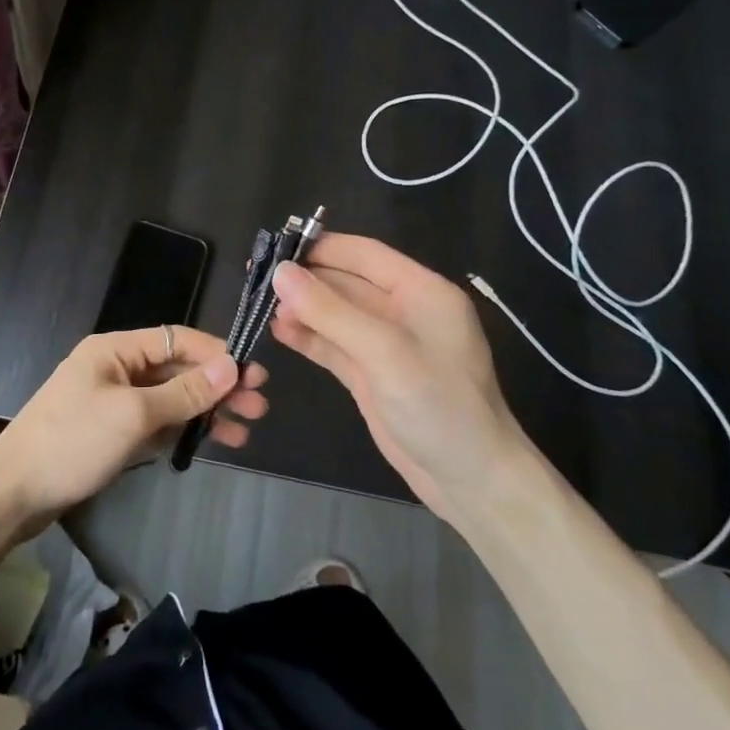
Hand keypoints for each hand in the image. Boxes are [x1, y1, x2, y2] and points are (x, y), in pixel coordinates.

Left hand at [0, 326, 268, 563]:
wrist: (12, 493)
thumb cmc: (73, 442)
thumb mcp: (133, 415)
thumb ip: (184, 392)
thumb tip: (231, 366)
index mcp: (115, 349)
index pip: (177, 339)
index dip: (217, 354)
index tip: (253, 374)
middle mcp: (117, 367)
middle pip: (177, 369)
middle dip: (218, 385)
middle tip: (259, 405)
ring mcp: (114, 401)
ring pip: (171, 397)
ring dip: (207, 410)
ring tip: (247, 428)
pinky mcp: (112, 431)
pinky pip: (157, 421)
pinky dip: (184, 429)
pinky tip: (214, 441)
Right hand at [269, 233, 526, 521]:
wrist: (472, 482)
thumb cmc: (439, 407)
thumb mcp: (385, 353)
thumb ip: (331, 311)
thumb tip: (280, 272)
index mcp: (421, 291)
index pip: (365, 254)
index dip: (322, 247)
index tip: (276, 247)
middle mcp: (403, 311)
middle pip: (345, 282)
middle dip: (305, 279)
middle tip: (257, 278)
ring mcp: (385, 344)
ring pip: (335, 313)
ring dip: (302, 308)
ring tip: (260, 306)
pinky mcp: (371, 374)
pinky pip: (334, 344)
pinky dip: (308, 336)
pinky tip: (278, 331)